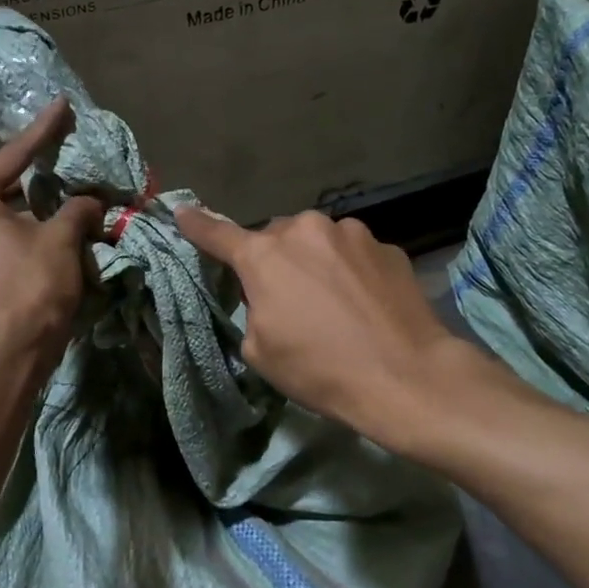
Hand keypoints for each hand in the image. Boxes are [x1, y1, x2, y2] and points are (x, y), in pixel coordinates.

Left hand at [0, 97, 103, 363]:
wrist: (11, 349)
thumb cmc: (32, 283)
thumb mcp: (62, 237)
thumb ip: (78, 209)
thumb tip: (91, 201)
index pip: (13, 157)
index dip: (43, 131)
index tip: (62, 105)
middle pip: (5, 188)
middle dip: (39, 179)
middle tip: (65, 161)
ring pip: (6, 219)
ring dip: (37, 212)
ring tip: (68, 203)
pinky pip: (4, 242)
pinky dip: (29, 234)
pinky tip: (55, 235)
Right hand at [175, 208, 464, 447]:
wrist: (406, 376)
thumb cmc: (321, 369)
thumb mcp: (262, 351)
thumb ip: (253, 308)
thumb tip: (269, 294)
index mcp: (265, 256)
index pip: (219, 234)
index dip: (197, 224)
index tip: (182, 211)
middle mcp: (305, 230)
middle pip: (277, 238)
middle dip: (276, 260)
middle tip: (289, 299)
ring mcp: (351, 233)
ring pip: (319, 241)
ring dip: (317, 262)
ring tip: (335, 304)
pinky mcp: (387, 246)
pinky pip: (354, 253)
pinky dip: (351, 271)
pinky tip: (366, 304)